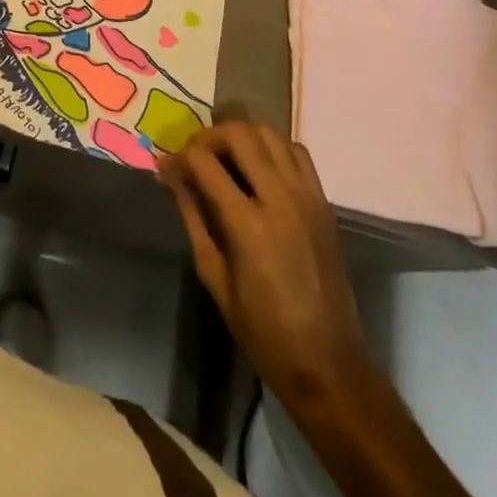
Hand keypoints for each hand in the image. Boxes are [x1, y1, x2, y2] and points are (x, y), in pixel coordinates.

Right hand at [160, 121, 366, 399]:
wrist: (328, 363)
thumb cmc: (263, 329)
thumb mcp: (214, 275)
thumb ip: (192, 216)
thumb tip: (168, 174)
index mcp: (248, 224)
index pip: (204, 160)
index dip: (179, 157)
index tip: (168, 167)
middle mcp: (280, 198)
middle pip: (239, 133)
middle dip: (208, 136)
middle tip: (196, 157)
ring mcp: (306, 196)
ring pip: (269, 133)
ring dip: (241, 135)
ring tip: (225, 156)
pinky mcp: (323, 202)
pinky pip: (296, 151)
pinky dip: (272, 147)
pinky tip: (259, 167)